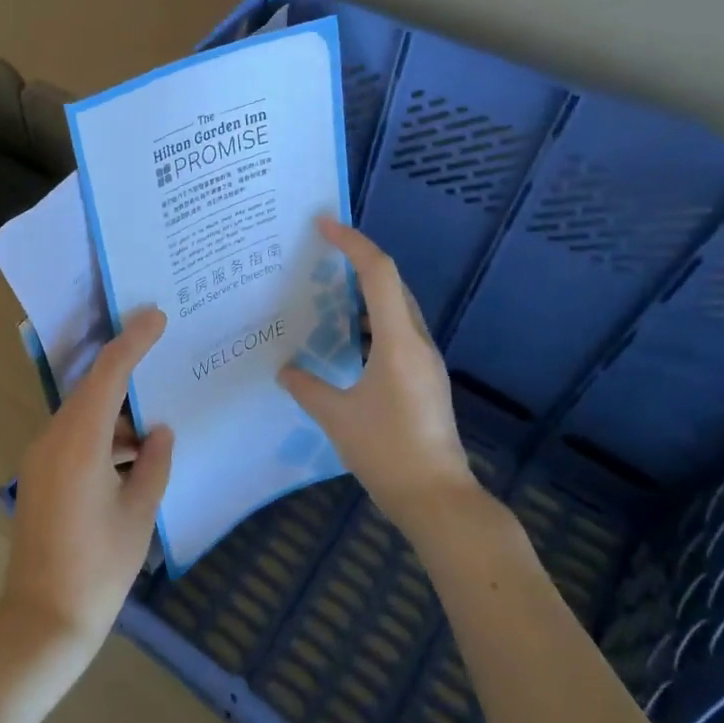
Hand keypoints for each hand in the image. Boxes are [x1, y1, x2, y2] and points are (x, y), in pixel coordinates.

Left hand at [2, 307, 174, 660]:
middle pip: (93, 389)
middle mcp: (53, 439)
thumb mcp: (139, 514)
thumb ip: (154, 464)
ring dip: (118, 414)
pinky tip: (134, 453)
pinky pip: (75, 439)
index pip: (107, 374)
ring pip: (84, 416)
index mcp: (79, 442)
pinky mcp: (40, 477)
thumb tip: (159, 432)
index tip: (156, 316)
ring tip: (157, 417)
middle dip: (127, 371)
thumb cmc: (98, 569)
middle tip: (163, 353)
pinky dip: (104, 437)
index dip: (132, 341)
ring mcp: (41, 458)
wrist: (41, 620)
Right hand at [278, 218, 480, 534]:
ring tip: (328, 291)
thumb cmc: (386, 452)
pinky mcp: (424, 379)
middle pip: (391, 284)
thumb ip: (307, 388)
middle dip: (358, 260)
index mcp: (398, 342)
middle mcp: (417, 343)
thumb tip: (286, 371)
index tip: (324, 225)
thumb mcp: (337, 418)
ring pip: (396, 309)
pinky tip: (347, 339)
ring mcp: (425, 362)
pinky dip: (371, 321)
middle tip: (321, 253)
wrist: (436, 497)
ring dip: (365, 292)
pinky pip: (397, 333)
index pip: (378, 274)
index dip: (352, 243)